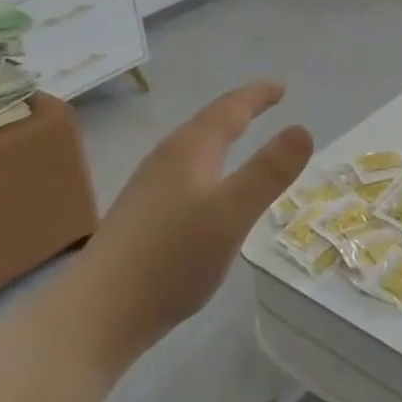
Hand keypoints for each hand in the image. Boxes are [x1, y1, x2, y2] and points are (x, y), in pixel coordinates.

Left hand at [56, 81, 312, 373]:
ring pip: (192, 149)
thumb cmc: (172, 259)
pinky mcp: (140, 217)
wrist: (97, 314)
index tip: (281, 87)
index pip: (228, 110)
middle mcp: (165, 161)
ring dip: (220, 137)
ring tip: (240, 138)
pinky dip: (208, 165)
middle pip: (206, 124)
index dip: (256, 96)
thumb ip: (269, 172)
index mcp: (189, 152)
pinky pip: (184, 173)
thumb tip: (303, 129)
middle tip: (265, 104)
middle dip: (238, 111)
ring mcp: (148, 189)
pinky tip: (206, 190)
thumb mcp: (232, 213)